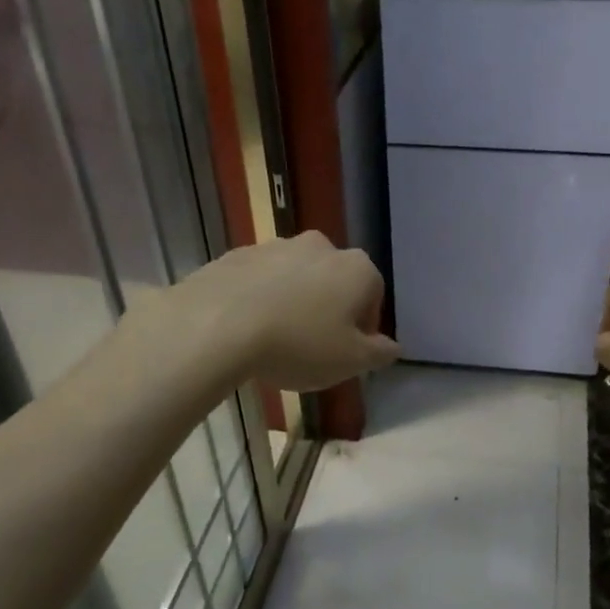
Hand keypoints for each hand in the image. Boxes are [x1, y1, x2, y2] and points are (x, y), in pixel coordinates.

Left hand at [177, 232, 398, 391]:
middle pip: (334, 282)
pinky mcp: (236, 254)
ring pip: (295, 278)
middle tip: (312, 347)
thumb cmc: (298, 344)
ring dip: (293, 302)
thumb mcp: (350, 362)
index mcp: (356, 268)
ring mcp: (275, 246)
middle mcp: (321, 246)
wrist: (216, 324)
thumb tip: (393, 347)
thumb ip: (379, 353)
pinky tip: (246, 329)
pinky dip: (259, 298)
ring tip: (275, 340)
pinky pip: (259, 280)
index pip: (374, 296)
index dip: (364, 329)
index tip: (347, 354)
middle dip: (328, 310)